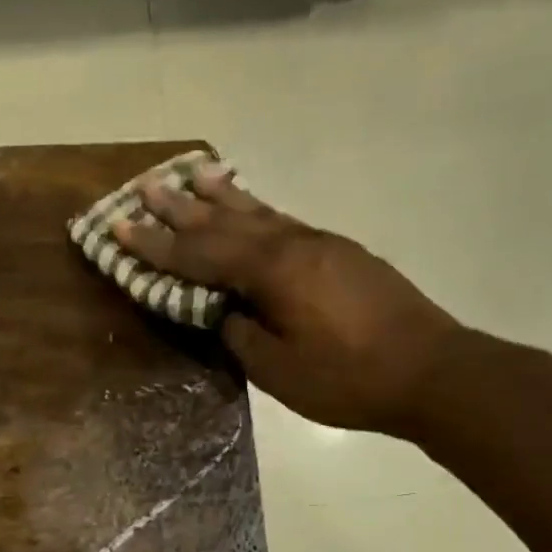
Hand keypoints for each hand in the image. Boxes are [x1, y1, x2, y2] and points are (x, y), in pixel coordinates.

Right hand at [113, 165, 462, 434]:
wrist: (431, 371)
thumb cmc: (348, 378)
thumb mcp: (278, 369)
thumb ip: (241, 334)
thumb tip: (223, 311)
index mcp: (273, 272)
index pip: (200, 254)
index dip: (156, 244)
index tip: (119, 225)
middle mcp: (293, 244)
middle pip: (224, 221)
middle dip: (180, 207)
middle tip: (143, 185)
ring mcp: (320, 244)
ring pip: (257, 212)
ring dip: (218, 196)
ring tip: (189, 173)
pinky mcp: (340, 253)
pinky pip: (282, 221)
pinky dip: (255, 209)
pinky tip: (247, 205)